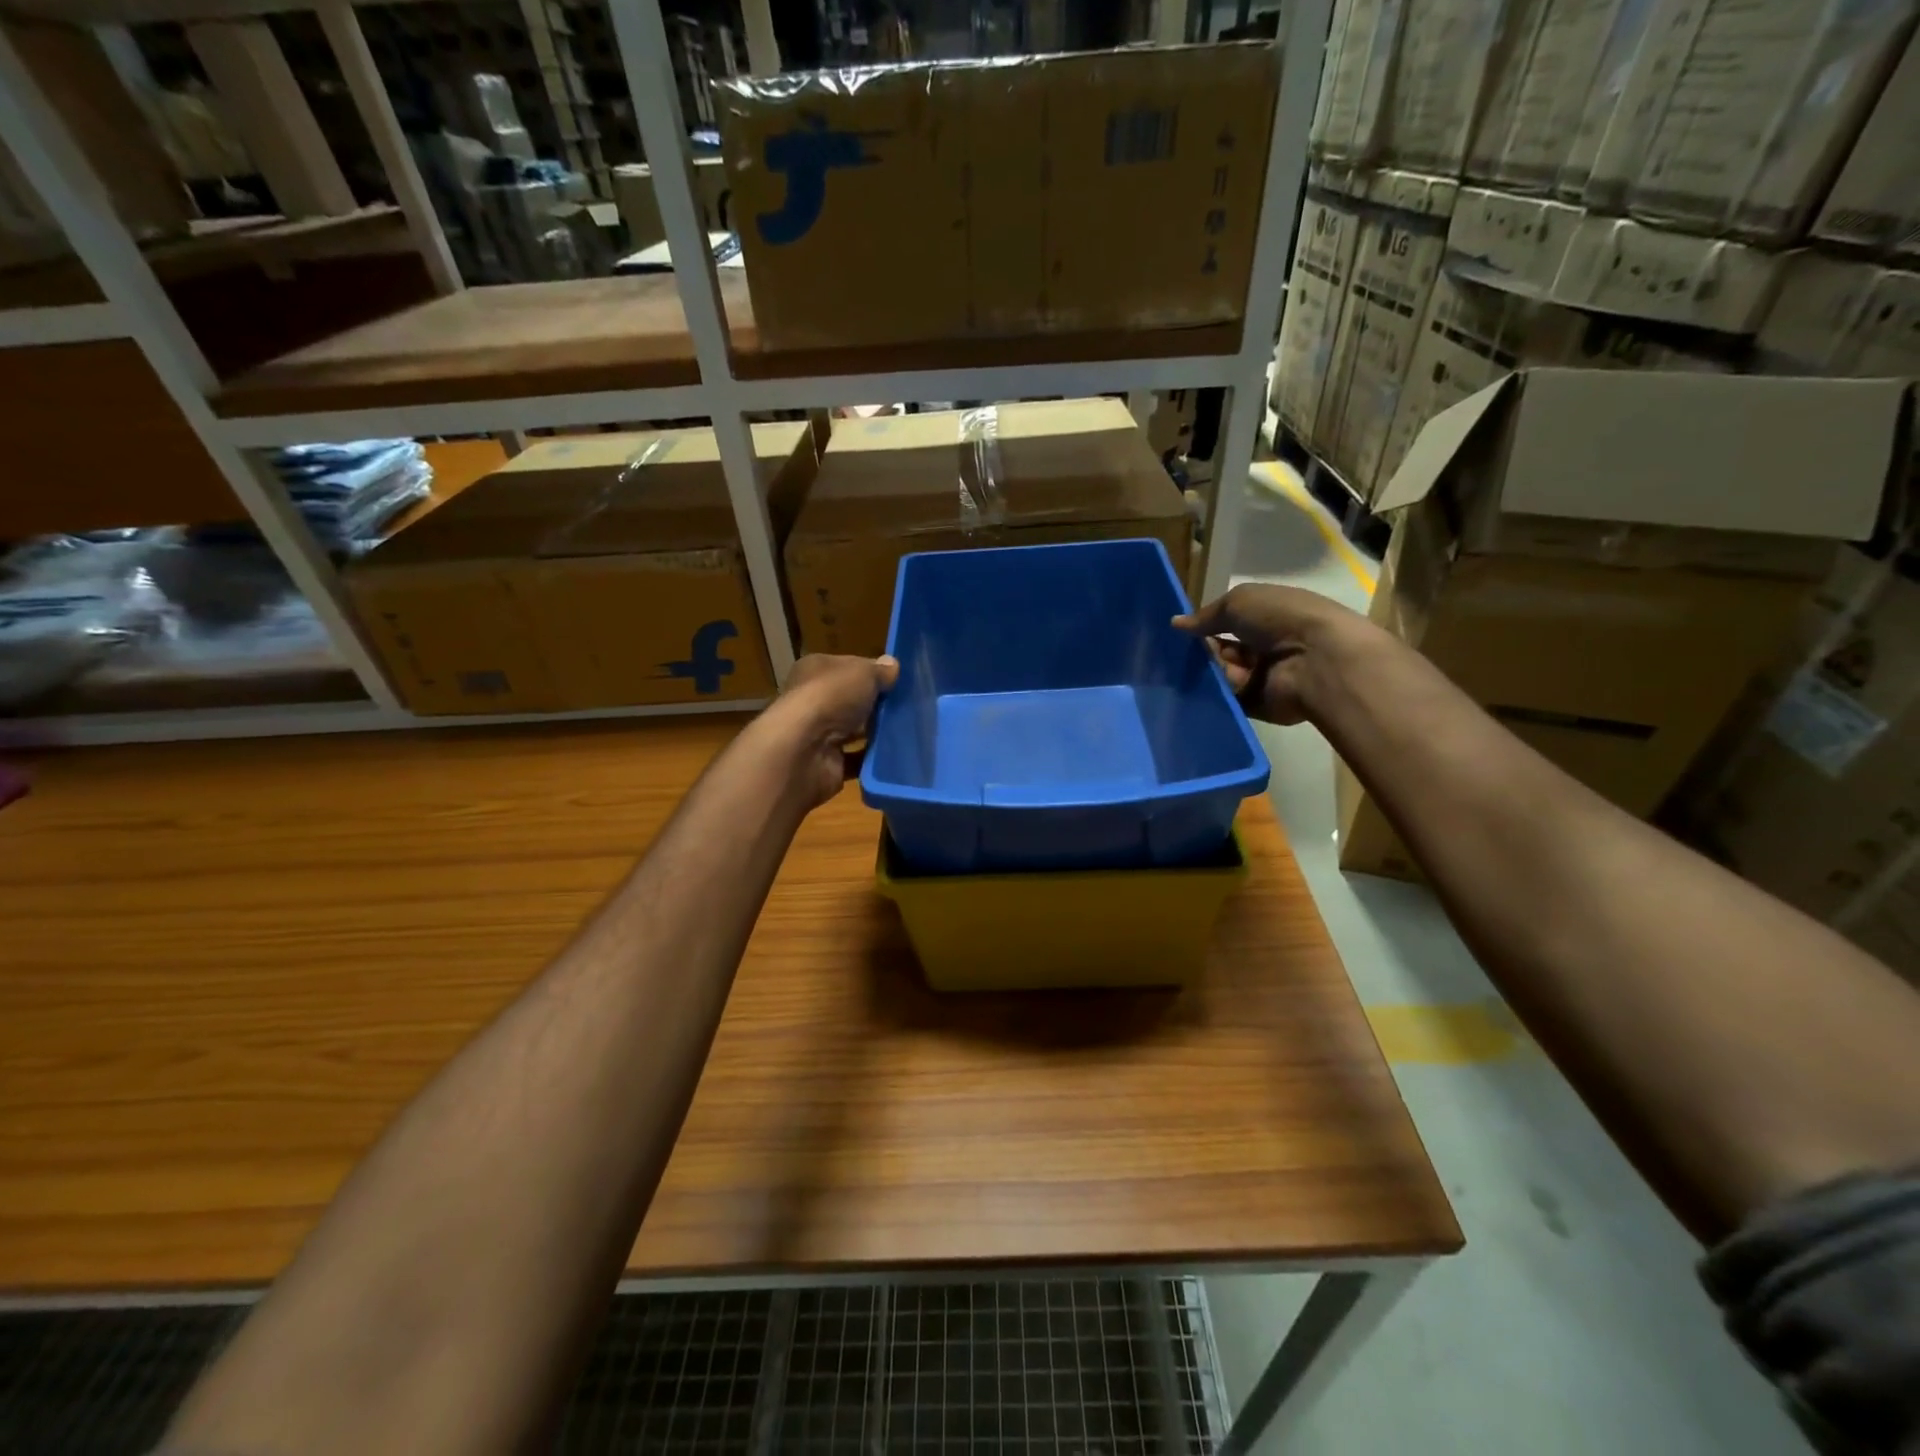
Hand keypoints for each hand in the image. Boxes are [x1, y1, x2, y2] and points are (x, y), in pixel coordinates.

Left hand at [766, 653, 898, 807]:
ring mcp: (818, 735)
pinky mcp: (827, 764)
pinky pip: (857, 759)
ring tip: (909, 731)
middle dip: (876, 705)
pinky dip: (873, 759)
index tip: (898, 680)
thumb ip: (879, 671)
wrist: (804, 750)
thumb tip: (892, 666)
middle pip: (851, 701)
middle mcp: (812, 701)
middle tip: (909, 707)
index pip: (847, 668)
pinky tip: (897, 755)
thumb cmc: (831, 697)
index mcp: (815, 671)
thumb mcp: (862, 672)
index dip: (871, 672)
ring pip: (854, 731)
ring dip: (876, 732)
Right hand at [1173, 584, 1361, 725]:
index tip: (1177, 633)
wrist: (1317, 661)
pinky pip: (1226, 700)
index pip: (1228, 624)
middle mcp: (1265, 648)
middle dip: (1201, 652)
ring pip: (1220, 676)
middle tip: (1178, 654)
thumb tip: (1176, 623)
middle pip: (1221, 652)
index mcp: (1267, 619)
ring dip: (1208, 672)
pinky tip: (1198, 691)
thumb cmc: (1281, 619)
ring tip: (1195, 670)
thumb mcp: (1239, 602)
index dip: (1204, 627)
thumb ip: (1206, 615)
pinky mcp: (1257, 706)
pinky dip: (1213, 696)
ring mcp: (1262, 678)